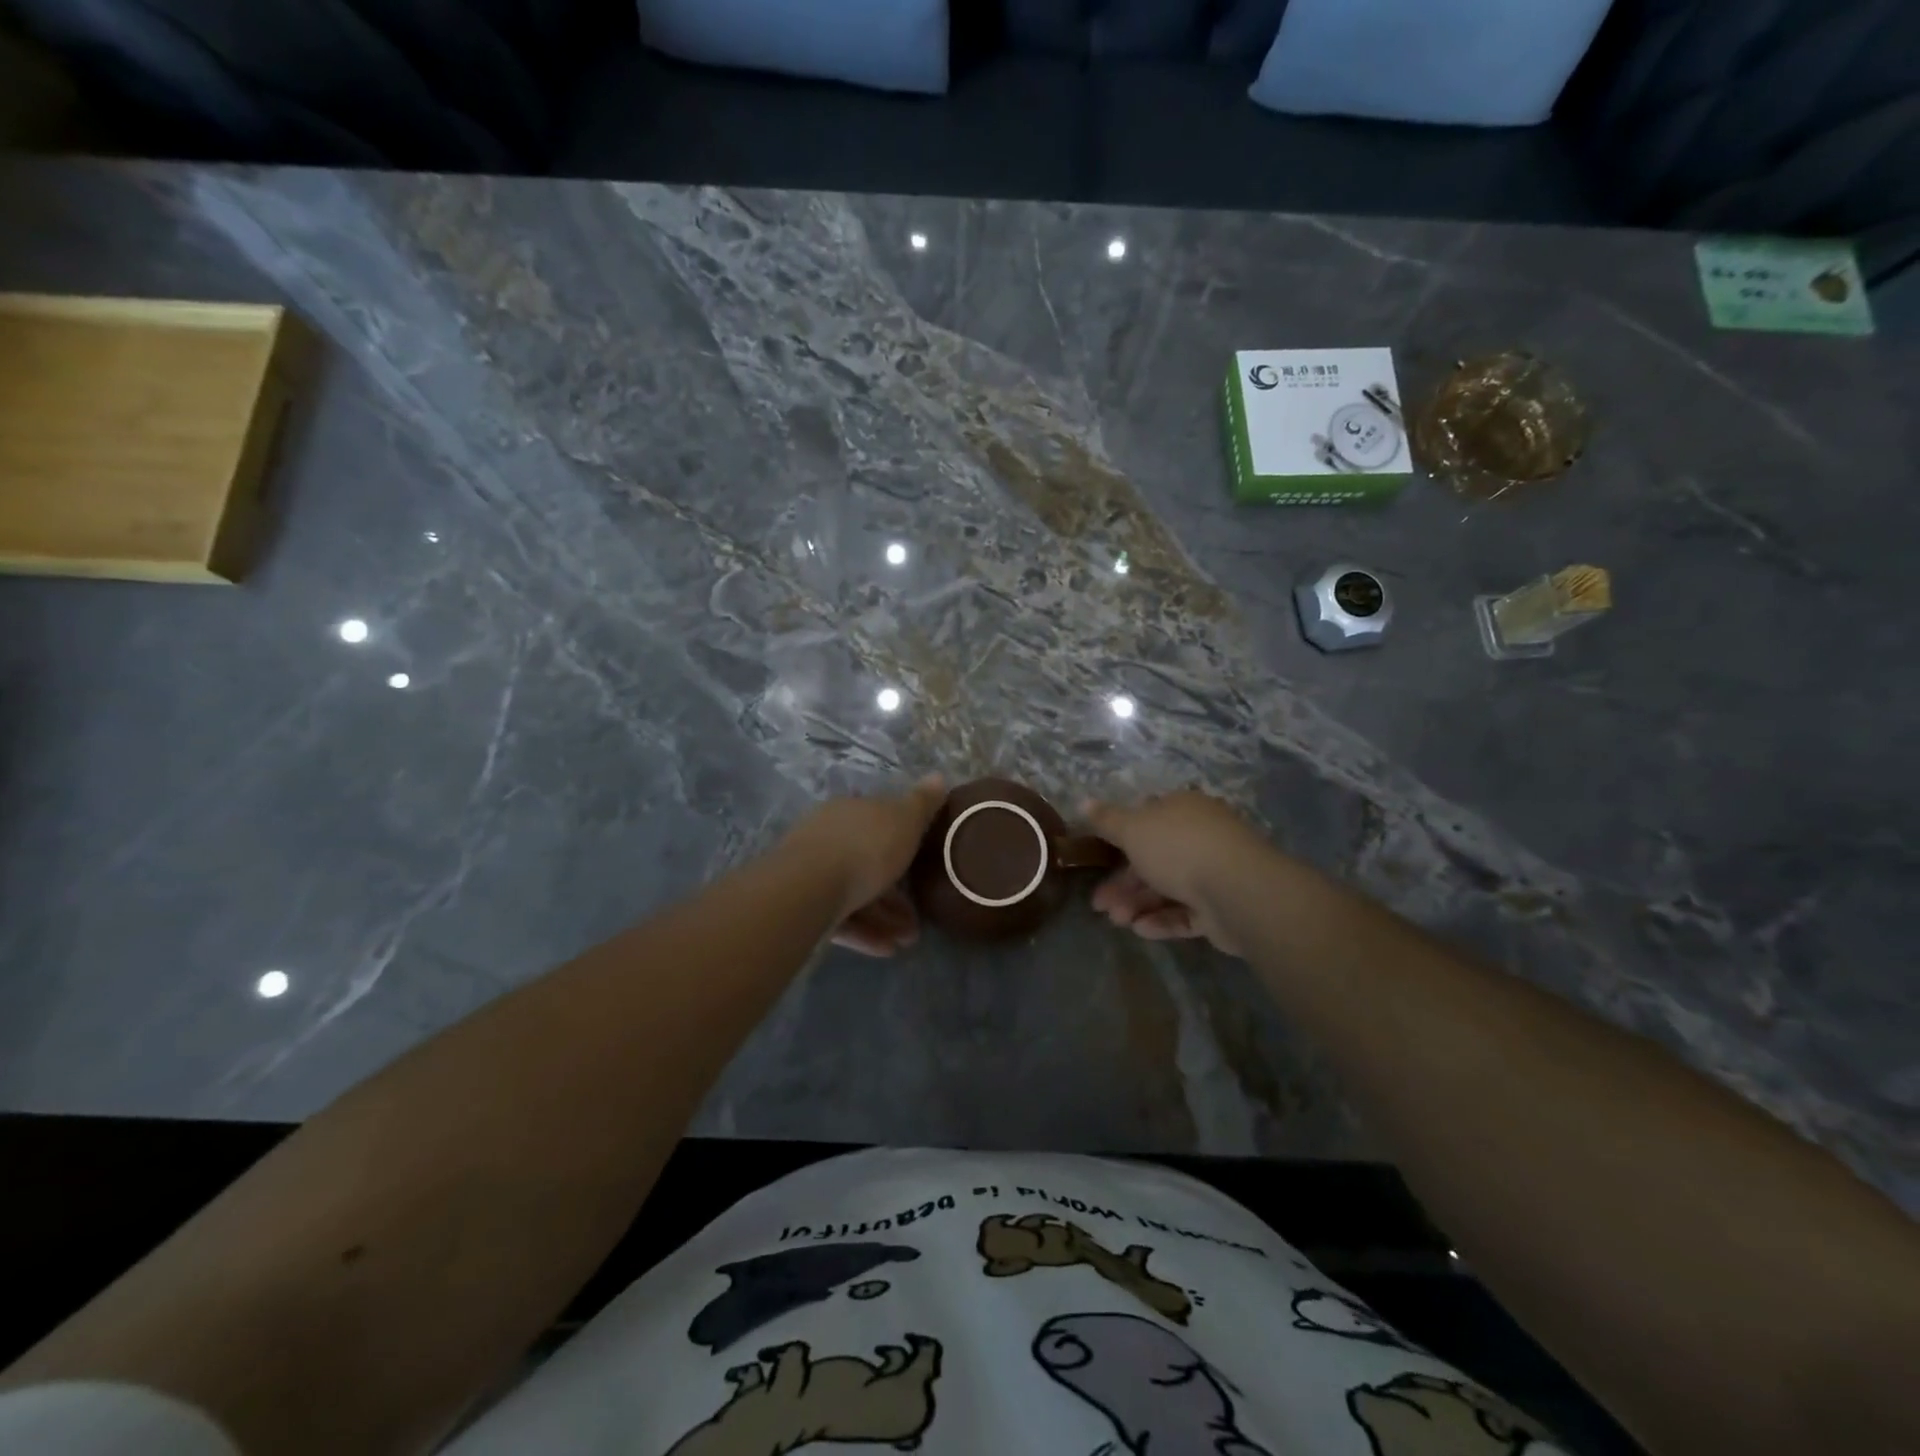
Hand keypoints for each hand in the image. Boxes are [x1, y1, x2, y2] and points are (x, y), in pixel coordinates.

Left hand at [783, 775, 945, 955]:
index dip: (903, 843)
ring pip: (855, 893)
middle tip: (919, 915)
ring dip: (884, 917)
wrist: (808, 888)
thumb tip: (938, 777)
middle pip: (867, 861)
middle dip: (895, 890)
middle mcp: (827, 837)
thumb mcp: (904, 820)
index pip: (878, 822)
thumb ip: (922, 803)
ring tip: (909, 939)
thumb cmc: (865, 847)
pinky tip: (886, 949)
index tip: (924, 865)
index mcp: (849, 811)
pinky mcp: (803, 906)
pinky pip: (841, 918)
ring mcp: (811, 873)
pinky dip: (865, 932)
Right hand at [1083, 792, 1272, 955]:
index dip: (1120, 838)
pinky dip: (1161, 920)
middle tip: (1099, 904)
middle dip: (1123, 882)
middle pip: (1154, 858)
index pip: (1148, 818)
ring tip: (1117, 921)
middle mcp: (1200, 837)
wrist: (1237, 889)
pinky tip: (1140, 930)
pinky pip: (1185, 913)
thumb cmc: (1178, 847)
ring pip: (1167, 887)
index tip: (1098, 858)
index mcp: (1182, 810)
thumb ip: (1107, 820)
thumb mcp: (1132, 828)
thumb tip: (1083, 801)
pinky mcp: (1222, 908)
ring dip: (1137, 903)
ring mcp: (1214, 872)